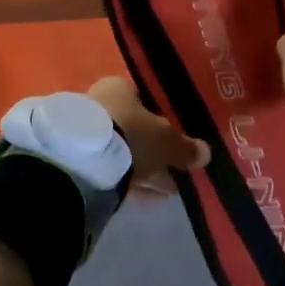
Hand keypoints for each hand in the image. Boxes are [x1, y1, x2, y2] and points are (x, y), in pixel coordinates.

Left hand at [87, 77, 208, 193]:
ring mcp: (86, 134)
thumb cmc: (131, 134)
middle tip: (177, 167)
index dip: (163, 116)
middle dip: (155, 148)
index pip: (144, 98)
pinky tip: (152, 198)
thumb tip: (205, 153)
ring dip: (146, 168)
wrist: (83, 162)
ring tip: (170, 189)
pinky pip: (114, 171)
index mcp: (118, 87)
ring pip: (124, 151)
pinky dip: (132, 182)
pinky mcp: (79, 162)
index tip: (178, 136)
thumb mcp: (167, 141)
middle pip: (134, 127)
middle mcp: (99, 104)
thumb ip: (186, 147)